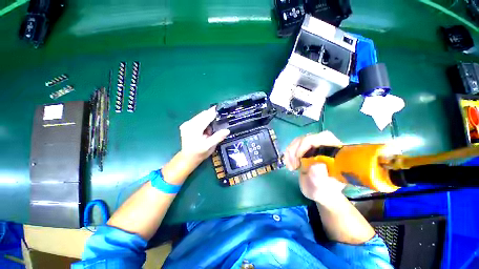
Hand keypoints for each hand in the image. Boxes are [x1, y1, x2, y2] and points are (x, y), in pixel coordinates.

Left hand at [179, 107, 229, 165]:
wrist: (187, 158)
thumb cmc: (199, 153)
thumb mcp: (209, 147)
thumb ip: (217, 137)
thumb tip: (227, 130)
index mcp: (194, 129)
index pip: (206, 117)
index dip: (214, 112)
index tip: (222, 108)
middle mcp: (189, 124)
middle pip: (203, 114)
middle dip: (212, 116)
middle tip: (220, 120)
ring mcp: (186, 124)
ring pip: (200, 116)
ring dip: (208, 119)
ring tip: (211, 129)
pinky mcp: (186, 125)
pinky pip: (198, 119)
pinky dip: (204, 121)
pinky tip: (206, 129)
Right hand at [284, 131, 345, 202]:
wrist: (319, 191)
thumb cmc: (323, 191)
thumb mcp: (320, 189)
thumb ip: (319, 180)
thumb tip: (317, 165)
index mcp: (336, 153)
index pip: (323, 137)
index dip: (307, 143)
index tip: (298, 158)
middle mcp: (326, 146)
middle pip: (308, 137)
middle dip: (296, 149)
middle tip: (293, 165)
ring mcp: (316, 146)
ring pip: (299, 140)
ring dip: (291, 152)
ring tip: (291, 167)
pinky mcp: (307, 148)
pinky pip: (294, 145)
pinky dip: (289, 153)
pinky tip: (289, 163)